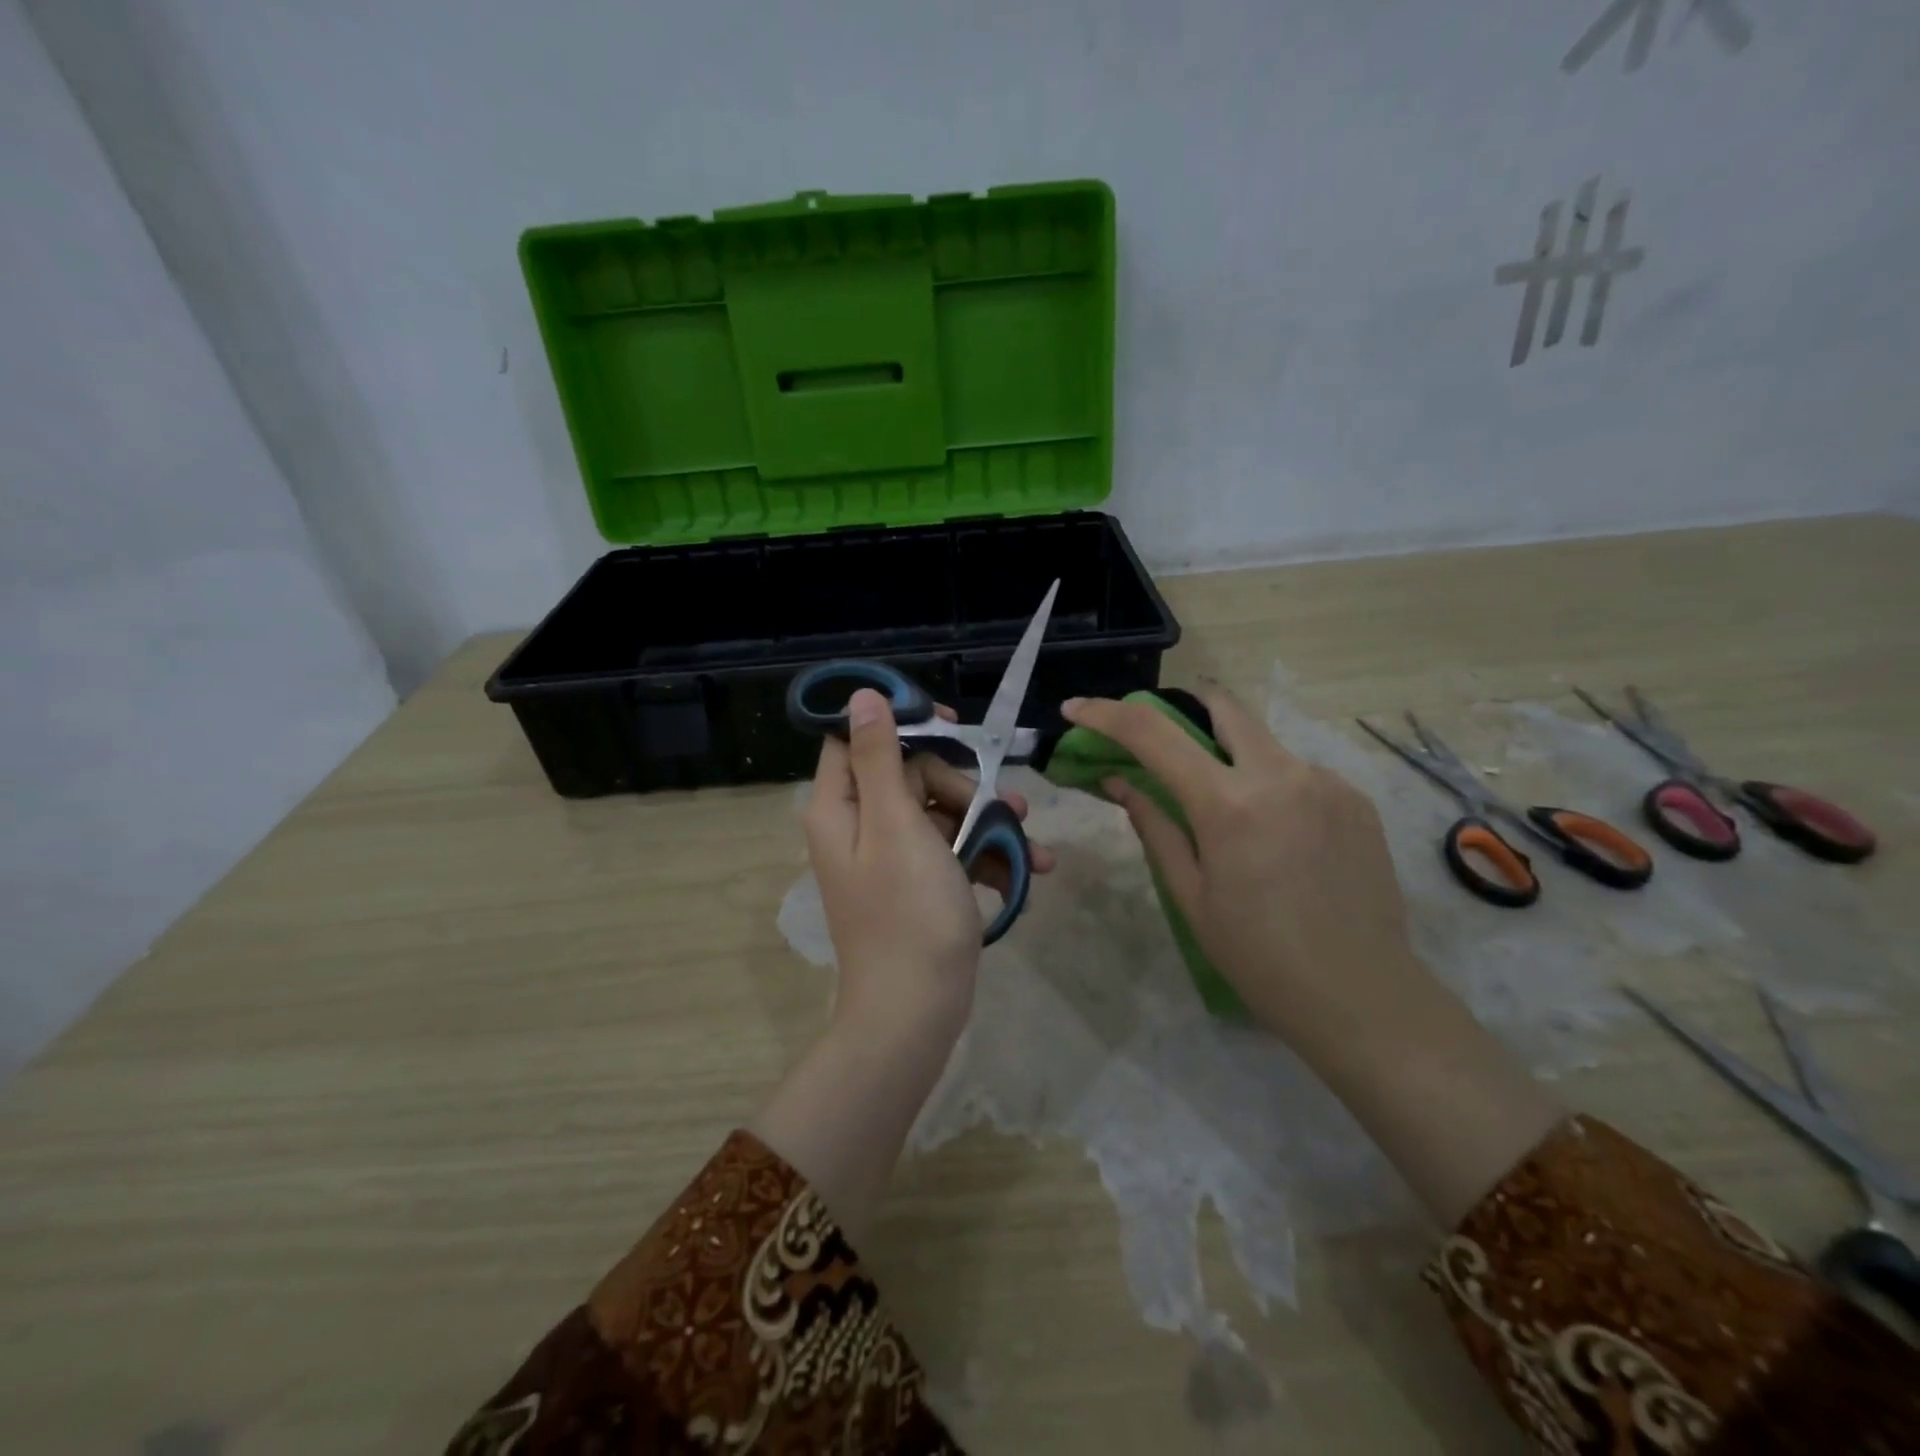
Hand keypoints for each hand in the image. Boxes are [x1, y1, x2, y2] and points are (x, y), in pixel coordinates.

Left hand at [760, 687, 1052, 1242]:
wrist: (917, 1012)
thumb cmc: (907, 913)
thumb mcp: (895, 825)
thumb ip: (880, 757)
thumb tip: (860, 696)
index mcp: (841, 807)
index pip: (855, 738)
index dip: (899, 721)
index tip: (949, 724)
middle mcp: (860, 825)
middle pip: (910, 772)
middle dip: (959, 782)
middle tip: (991, 803)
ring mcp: (893, 857)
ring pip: (940, 810)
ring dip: (986, 817)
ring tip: (1029, 831)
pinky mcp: (921, 883)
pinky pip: (954, 849)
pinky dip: (988, 853)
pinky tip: (1031, 866)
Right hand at [1061, 689, 1418, 1050]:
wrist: (1360, 994)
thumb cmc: (1258, 955)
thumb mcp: (1190, 894)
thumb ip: (1154, 825)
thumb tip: (1119, 781)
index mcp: (1228, 803)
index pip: (1153, 734)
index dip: (1106, 714)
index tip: (1076, 709)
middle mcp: (1280, 774)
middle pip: (1220, 705)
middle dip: (1180, 710)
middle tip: (1160, 744)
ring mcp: (1326, 781)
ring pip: (1261, 741)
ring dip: (1230, 757)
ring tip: (1228, 814)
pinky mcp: (1356, 798)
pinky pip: (1298, 772)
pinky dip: (1270, 785)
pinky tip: (1276, 835)